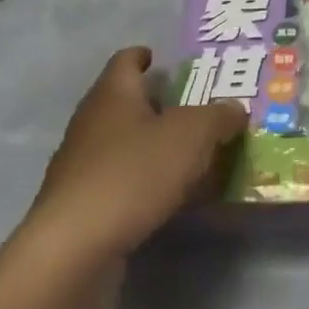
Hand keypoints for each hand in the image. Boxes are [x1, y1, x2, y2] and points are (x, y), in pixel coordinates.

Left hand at [26, 48, 247, 263]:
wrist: (73, 252)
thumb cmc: (133, 173)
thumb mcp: (192, 136)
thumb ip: (218, 117)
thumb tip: (235, 109)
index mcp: (113, 94)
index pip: (126, 60)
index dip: (145, 57)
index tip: (165, 62)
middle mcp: (91, 122)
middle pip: (125, 103)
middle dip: (158, 106)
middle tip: (196, 111)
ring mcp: (80, 167)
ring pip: (123, 145)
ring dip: (152, 148)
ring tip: (190, 157)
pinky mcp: (80, 208)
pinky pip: (118, 183)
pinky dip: (142, 184)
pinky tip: (168, 199)